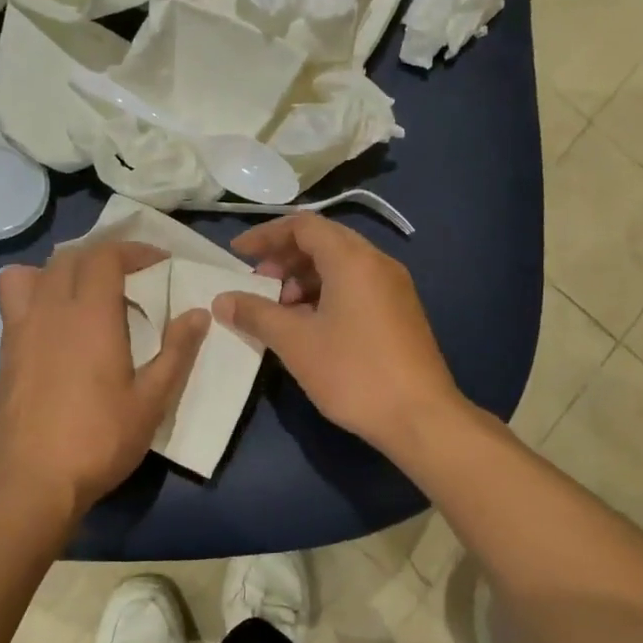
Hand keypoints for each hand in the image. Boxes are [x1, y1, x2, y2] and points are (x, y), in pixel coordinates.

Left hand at [0, 241, 208, 516]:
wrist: (34, 480)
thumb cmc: (100, 440)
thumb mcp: (152, 400)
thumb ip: (177, 352)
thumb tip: (198, 313)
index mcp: (90, 315)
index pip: (106, 256)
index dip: (134, 250)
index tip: (159, 264)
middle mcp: (51, 309)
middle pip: (72, 257)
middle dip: (105, 257)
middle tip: (131, 277)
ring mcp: (21, 327)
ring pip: (35, 271)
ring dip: (64, 269)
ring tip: (85, 292)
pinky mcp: (5, 349)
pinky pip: (13, 298)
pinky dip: (36, 290)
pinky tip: (55, 323)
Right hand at [212, 215, 464, 454]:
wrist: (420, 417)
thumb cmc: (354, 373)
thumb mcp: (296, 342)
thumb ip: (256, 314)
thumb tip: (222, 300)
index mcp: (352, 259)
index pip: (303, 225)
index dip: (266, 235)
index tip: (238, 255)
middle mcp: (377, 263)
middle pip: (323, 242)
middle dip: (284, 259)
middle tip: (257, 285)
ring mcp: (394, 287)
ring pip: (340, 266)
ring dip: (304, 279)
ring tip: (279, 311)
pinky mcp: (400, 312)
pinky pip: (356, 287)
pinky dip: (326, 294)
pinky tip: (309, 326)